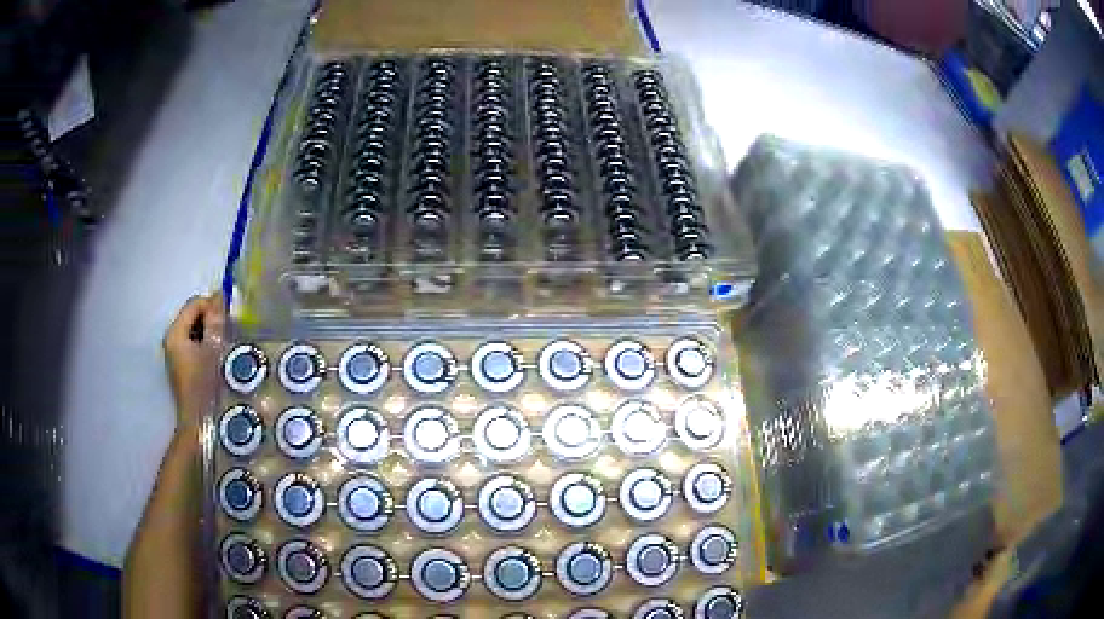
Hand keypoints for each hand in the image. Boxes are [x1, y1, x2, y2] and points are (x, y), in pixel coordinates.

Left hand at [163, 293, 225, 430]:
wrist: (200, 428)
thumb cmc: (205, 387)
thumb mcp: (213, 350)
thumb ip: (215, 321)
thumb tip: (220, 296)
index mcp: (175, 333)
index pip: (195, 304)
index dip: (214, 307)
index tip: (231, 322)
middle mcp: (172, 341)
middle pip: (195, 317)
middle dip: (213, 322)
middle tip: (231, 335)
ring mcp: (177, 356)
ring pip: (197, 332)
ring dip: (213, 336)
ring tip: (228, 349)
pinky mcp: (184, 369)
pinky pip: (197, 347)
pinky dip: (209, 348)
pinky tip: (220, 362)